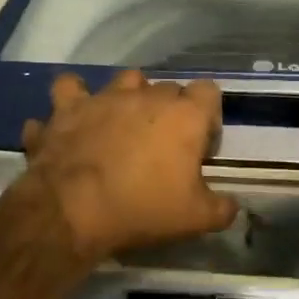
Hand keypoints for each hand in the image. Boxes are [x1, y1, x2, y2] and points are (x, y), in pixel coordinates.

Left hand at [21, 71, 237, 262]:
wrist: (71, 210)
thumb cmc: (142, 209)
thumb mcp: (196, 219)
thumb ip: (222, 208)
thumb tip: (231, 205)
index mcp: (184, 115)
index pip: (209, 91)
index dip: (208, 116)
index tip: (201, 147)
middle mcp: (146, 95)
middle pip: (168, 88)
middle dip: (170, 111)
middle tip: (163, 147)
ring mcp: (103, 97)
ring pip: (124, 79)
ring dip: (128, 96)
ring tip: (123, 125)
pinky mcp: (66, 108)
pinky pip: (68, 89)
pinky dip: (71, 101)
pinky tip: (72, 119)